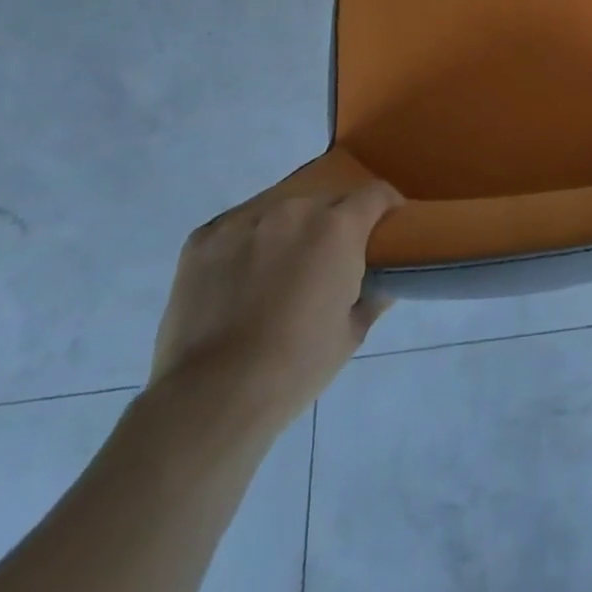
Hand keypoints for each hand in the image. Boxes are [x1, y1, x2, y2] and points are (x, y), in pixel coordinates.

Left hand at [148, 176, 402, 432]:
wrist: (212, 398)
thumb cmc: (296, 367)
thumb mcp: (352, 333)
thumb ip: (373, 295)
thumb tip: (382, 281)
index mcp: (338, 228)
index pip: (376, 194)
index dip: (386, 208)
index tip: (385, 228)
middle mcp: (294, 210)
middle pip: (326, 202)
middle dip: (334, 224)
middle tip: (328, 262)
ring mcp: (245, 220)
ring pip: (280, 211)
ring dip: (289, 231)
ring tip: (278, 270)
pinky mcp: (204, 238)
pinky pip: (238, 228)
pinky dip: (246, 244)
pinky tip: (238, 279)